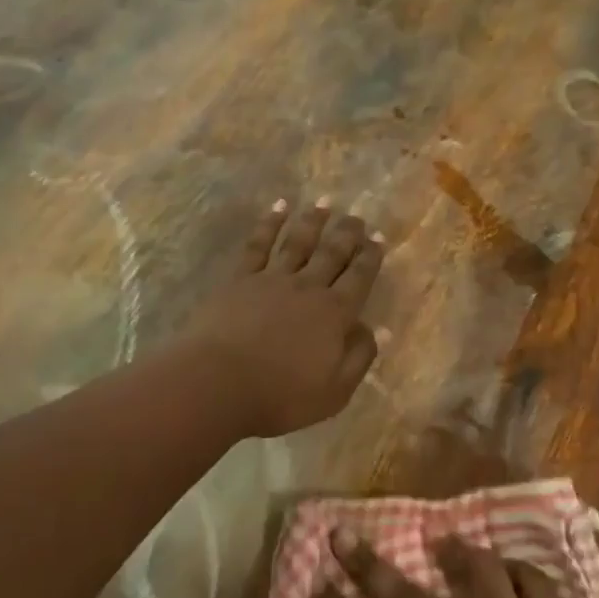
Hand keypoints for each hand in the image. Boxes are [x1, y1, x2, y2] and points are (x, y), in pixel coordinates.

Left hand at [175, 198, 386, 438]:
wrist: (217, 383)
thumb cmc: (280, 395)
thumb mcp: (334, 391)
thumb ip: (359, 357)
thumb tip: (381, 329)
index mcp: (334, 313)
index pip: (359, 277)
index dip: (371, 256)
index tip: (378, 237)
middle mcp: (308, 287)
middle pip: (332, 253)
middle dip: (347, 232)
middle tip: (357, 215)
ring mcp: (273, 279)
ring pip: (299, 242)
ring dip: (313, 220)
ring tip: (325, 202)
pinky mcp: (241, 279)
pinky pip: (259, 245)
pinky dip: (270, 223)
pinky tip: (278, 207)